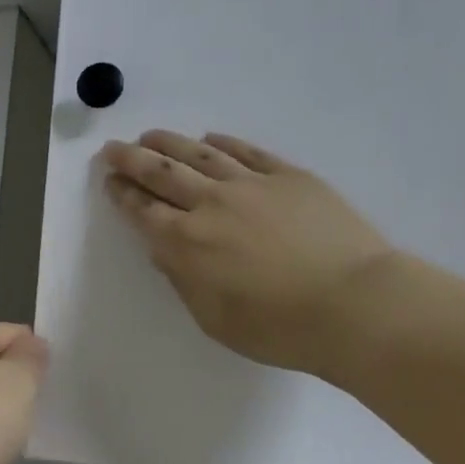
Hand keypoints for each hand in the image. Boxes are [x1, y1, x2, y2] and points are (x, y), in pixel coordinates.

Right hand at [101, 131, 395, 376]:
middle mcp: (211, 204)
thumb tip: (163, 250)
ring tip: (151, 135)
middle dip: (131, 158)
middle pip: (161, 172)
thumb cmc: (280, 327)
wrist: (355, 305)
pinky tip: (210, 138)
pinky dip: (223, 142)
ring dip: (169, 143)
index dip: (122, 193)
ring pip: (199, 153)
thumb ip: (183, 280)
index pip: (143, 210)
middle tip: (113, 148)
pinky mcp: (288, 175)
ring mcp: (251, 184)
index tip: (109, 180)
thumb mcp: (215, 319)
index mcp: (187, 243)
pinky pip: (246, 151)